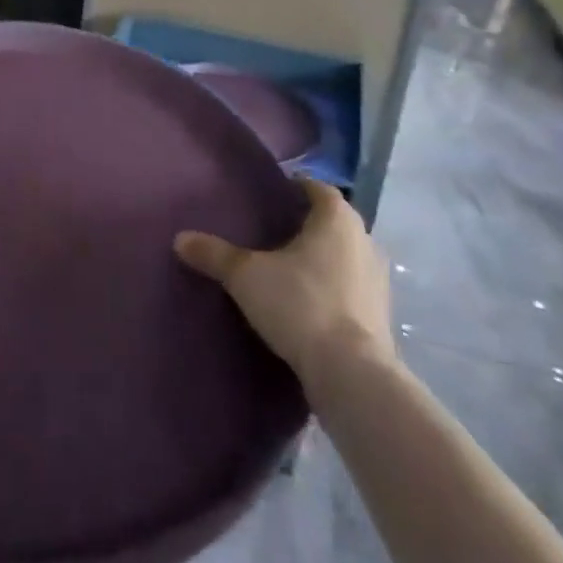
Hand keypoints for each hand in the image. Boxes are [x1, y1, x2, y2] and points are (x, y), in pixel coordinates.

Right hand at [174, 178, 395, 387]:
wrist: (351, 374)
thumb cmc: (301, 304)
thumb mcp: (246, 276)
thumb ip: (214, 254)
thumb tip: (180, 239)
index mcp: (338, 219)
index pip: (318, 189)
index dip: (296, 189)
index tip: (272, 197)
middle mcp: (365, 241)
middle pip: (333, 223)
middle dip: (306, 226)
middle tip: (272, 233)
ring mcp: (379, 281)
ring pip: (345, 256)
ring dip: (322, 260)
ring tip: (287, 270)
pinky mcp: (382, 316)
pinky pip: (352, 289)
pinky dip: (333, 290)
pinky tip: (307, 304)